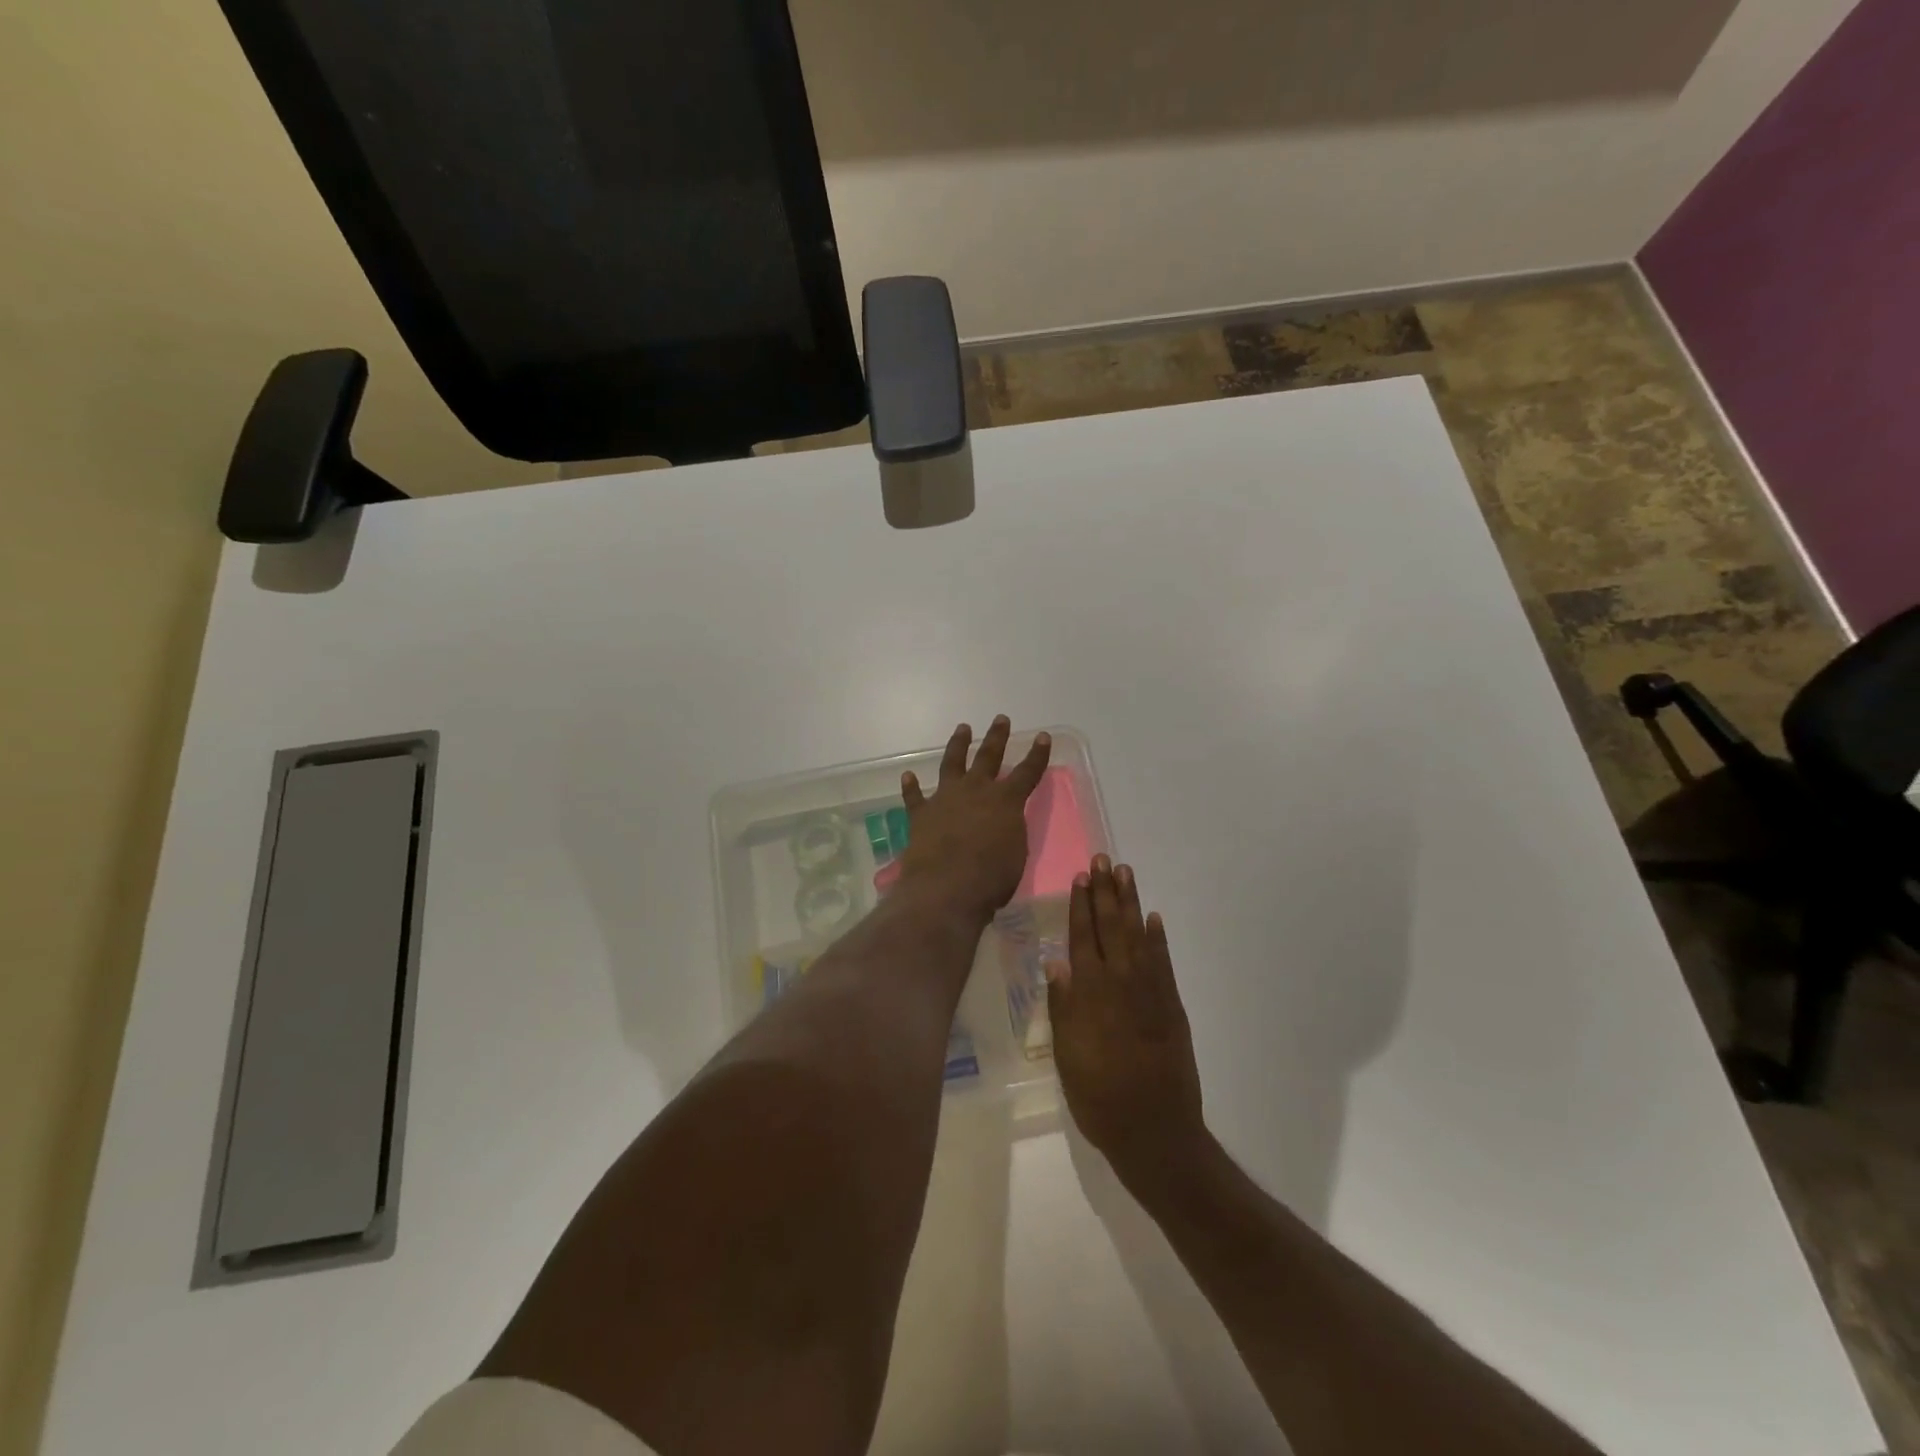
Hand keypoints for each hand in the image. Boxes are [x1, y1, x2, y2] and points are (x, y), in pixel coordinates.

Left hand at [897, 717, 1051, 925]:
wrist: (946, 888)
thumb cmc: (991, 878)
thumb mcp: (1016, 853)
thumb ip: (1010, 831)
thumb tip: (1003, 823)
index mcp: (1006, 801)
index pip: (1027, 772)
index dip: (1037, 755)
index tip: (1043, 737)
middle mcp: (975, 791)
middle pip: (988, 757)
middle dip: (996, 737)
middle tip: (1000, 719)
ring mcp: (945, 799)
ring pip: (952, 764)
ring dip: (957, 745)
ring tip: (963, 728)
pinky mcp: (920, 815)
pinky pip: (914, 796)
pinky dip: (911, 787)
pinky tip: (908, 776)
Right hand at [1048, 858, 1205, 1189]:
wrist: (1154, 1131)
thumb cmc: (1098, 1097)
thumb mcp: (1067, 1055)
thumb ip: (1063, 1006)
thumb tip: (1056, 961)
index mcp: (1090, 993)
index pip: (1083, 937)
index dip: (1081, 905)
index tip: (1081, 876)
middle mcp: (1120, 982)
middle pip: (1111, 927)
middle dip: (1106, 892)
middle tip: (1104, 859)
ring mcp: (1150, 992)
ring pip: (1138, 935)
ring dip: (1131, 903)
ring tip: (1126, 873)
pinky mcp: (1171, 1005)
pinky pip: (1163, 962)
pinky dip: (1158, 938)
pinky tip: (1153, 918)